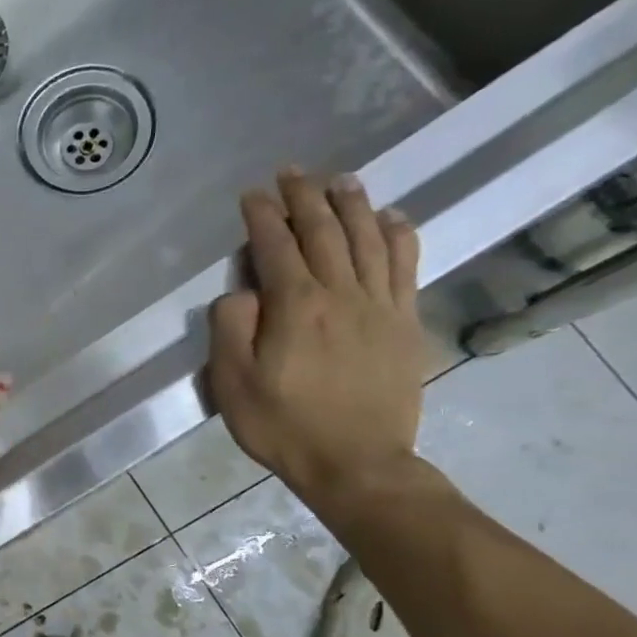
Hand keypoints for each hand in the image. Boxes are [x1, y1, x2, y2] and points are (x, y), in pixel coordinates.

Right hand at [207, 168, 426, 513]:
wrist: (356, 463)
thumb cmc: (283, 426)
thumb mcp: (233, 385)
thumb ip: (231, 330)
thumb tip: (241, 293)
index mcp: (295, 307)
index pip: (276, 247)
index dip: (262, 217)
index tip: (252, 196)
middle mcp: (341, 294)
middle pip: (324, 232)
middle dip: (305, 197)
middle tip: (291, 173)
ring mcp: (380, 305)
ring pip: (368, 239)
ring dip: (351, 204)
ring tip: (339, 180)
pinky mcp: (405, 322)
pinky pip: (405, 266)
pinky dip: (398, 235)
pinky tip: (391, 217)